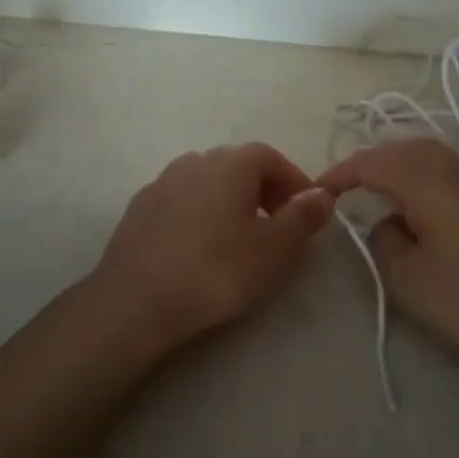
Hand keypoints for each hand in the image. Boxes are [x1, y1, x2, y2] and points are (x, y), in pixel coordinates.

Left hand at [90, 143, 335, 352]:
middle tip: (276, 227)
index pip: (270, 157)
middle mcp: (195, 161)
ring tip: (238, 238)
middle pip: (238, 166)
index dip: (292, 181)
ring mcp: (162, 182)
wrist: (135, 301)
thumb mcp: (273, 250)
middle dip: (263, 190)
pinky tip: (199, 247)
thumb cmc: (215, 271)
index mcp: (231, 164)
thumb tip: (323, 193)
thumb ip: (302, 217)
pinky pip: (181, 200)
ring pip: (207, 182)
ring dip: (229, 201)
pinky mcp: (140, 207)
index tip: (305, 212)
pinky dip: (199, 214)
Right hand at [319, 138, 458, 366]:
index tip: (317, 190)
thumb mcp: (405, 276)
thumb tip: (388, 221)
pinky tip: (411, 197)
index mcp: (426, 181)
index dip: (341, 173)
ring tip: (371, 185)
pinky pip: (441, 167)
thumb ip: (383, 238)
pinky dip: (416, 171)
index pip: (372, 163)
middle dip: (366, 161)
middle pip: (399, 148)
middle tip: (341, 185)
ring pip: (423, 153)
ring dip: (392, 162)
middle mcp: (450, 169)